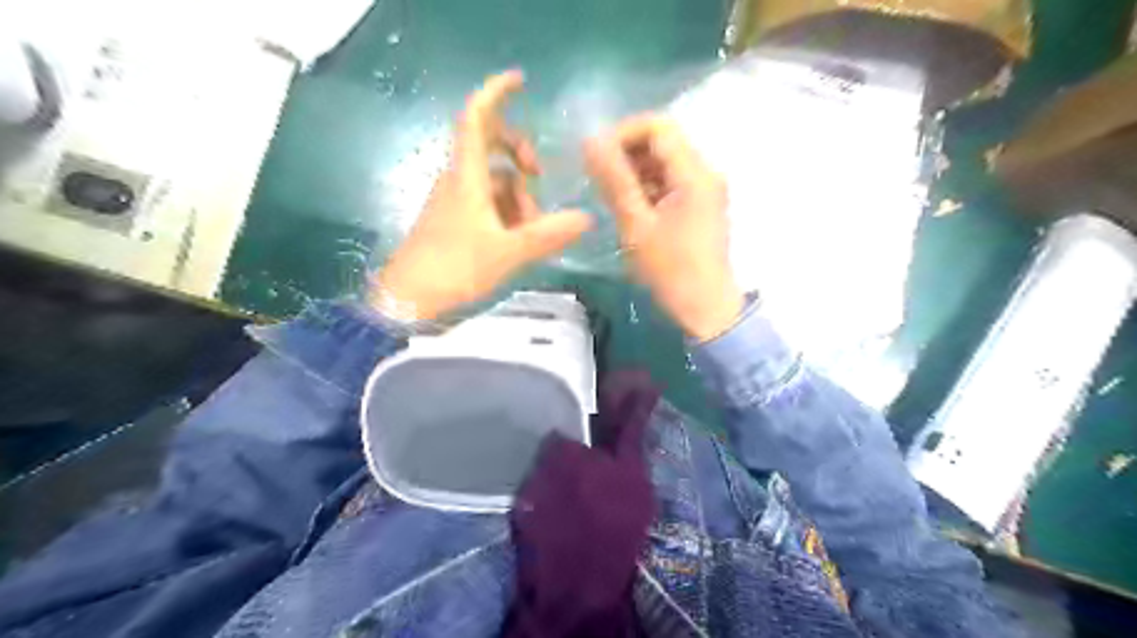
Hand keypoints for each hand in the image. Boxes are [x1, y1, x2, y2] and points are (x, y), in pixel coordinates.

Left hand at [377, 73, 595, 320]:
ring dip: (518, 196)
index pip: (477, 118)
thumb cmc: (455, 268)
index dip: (496, 93)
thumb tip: (586, 219)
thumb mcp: (508, 252)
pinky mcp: (454, 219)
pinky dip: (506, 213)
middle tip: (539, 175)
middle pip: (490, 145)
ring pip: (493, 181)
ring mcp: (455, 200)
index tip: (520, 80)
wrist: (408, 299)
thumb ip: (548, 235)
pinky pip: (486, 203)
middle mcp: (459, 180)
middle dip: (519, 153)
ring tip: (531, 230)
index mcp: (468, 176)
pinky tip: (517, 239)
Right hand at [587, 114, 748, 342]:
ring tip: (610, 196)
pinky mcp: (700, 205)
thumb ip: (614, 180)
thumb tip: (590, 141)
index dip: (623, 133)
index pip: (657, 125)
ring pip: (664, 161)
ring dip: (634, 170)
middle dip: (626, 152)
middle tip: (598, 178)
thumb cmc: (671, 269)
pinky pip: (669, 182)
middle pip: (662, 141)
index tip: (597, 157)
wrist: (705, 308)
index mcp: (694, 173)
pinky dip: (646, 187)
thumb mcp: (636, 224)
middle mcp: (704, 172)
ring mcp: (704, 189)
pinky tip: (629, 207)